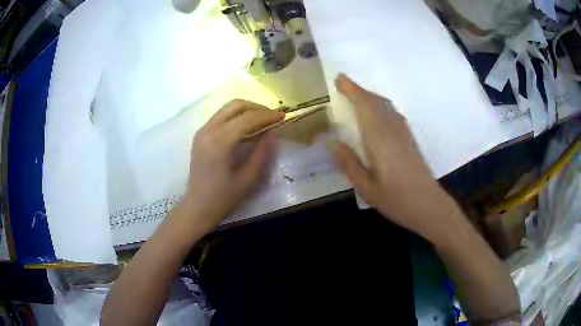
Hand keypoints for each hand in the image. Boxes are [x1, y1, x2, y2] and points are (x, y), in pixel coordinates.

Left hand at [177, 99, 283, 231]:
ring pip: (227, 108)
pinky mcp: (200, 134)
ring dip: (247, 110)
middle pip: (236, 105)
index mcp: (220, 142)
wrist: (197, 206)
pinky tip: (246, 127)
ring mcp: (202, 131)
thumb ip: (262, 154)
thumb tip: (273, 133)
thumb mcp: (248, 179)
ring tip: (263, 120)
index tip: (283, 116)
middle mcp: (208, 130)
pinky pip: (220, 116)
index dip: (267, 115)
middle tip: (273, 117)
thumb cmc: (223, 198)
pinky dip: (236, 116)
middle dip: (257, 108)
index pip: (247, 118)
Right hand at [332, 74, 456, 240]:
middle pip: (377, 103)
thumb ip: (350, 164)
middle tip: (343, 85)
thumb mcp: (367, 188)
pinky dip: (382, 106)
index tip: (339, 79)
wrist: (429, 206)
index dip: (353, 91)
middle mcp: (393, 131)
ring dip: (371, 96)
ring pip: (387, 107)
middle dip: (359, 90)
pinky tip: (378, 113)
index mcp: (380, 141)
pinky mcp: (410, 140)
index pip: (365, 107)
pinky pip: (394, 114)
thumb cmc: (397, 201)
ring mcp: (404, 134)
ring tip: (356, 95)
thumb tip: (332, 142)